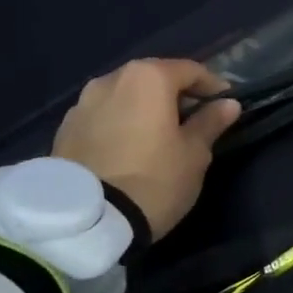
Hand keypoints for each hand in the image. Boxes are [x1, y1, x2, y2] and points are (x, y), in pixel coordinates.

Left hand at [51, 59, 240, 240]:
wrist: (86, 221)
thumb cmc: (154, 180)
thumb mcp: (194, 154)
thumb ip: (210, 122)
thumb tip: (228, 104)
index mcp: (148, 77)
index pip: (190, 70)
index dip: (212, 85)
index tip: (225, 104)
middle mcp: (111, 79)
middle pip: (153, 79)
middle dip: (176, 95)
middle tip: (193, 120)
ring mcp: (82, 103)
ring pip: (125, 97)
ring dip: (144, 109)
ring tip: (158, 136)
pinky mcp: (65, 129)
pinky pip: (102, 117)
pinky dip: (120, 124)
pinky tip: (128, 149)